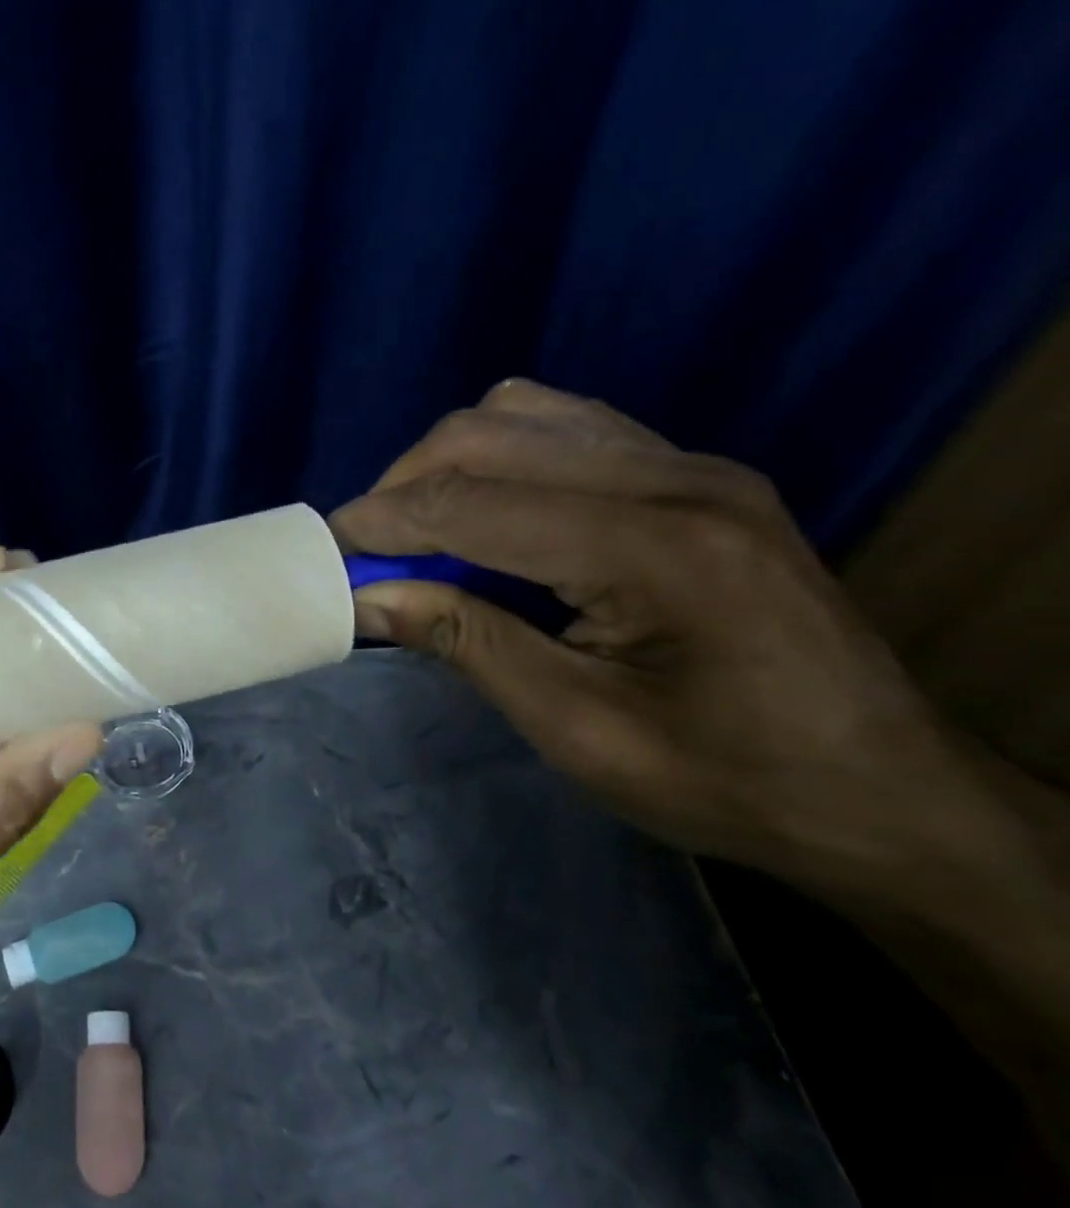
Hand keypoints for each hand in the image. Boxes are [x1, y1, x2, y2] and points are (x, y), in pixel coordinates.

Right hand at [330, 380, 1002, 907]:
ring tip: (419, 531)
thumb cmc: (728, 781)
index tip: (322, 552)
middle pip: (488, 435)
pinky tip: (489, 515)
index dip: (380, 523)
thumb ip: (467, 643)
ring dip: (447, 464)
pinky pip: (565, 427)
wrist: (886, 794)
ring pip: (522, 414)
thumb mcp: (578, 730)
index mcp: (655, 549)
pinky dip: (499, 458)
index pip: (471, 503)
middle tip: (365, 551)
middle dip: (402, 487)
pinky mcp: (695, 473)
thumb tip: (367, 596)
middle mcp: (675, 478)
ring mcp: (692, 464)